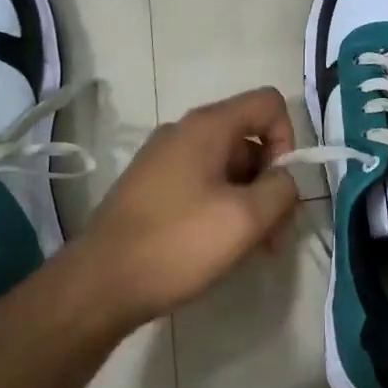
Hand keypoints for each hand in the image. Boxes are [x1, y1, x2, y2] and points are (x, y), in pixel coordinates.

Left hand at [69, 86, 299, 329]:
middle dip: (270, 182)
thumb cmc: (177, 243)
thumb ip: (281, 190)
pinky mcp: (152, 187)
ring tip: (250, 250)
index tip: (281, 188)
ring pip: (228, 167)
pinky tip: (219, 248)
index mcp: (207, 126)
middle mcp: (184, 132)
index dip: (288, 140)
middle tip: (274, 235)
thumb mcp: (245, 219)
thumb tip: (284, 179)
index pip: (269, 103)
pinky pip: (202, 184)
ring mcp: (164, 159)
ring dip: (249, 202)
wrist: (99, 284)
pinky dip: (222, 208)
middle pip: (249, 139)